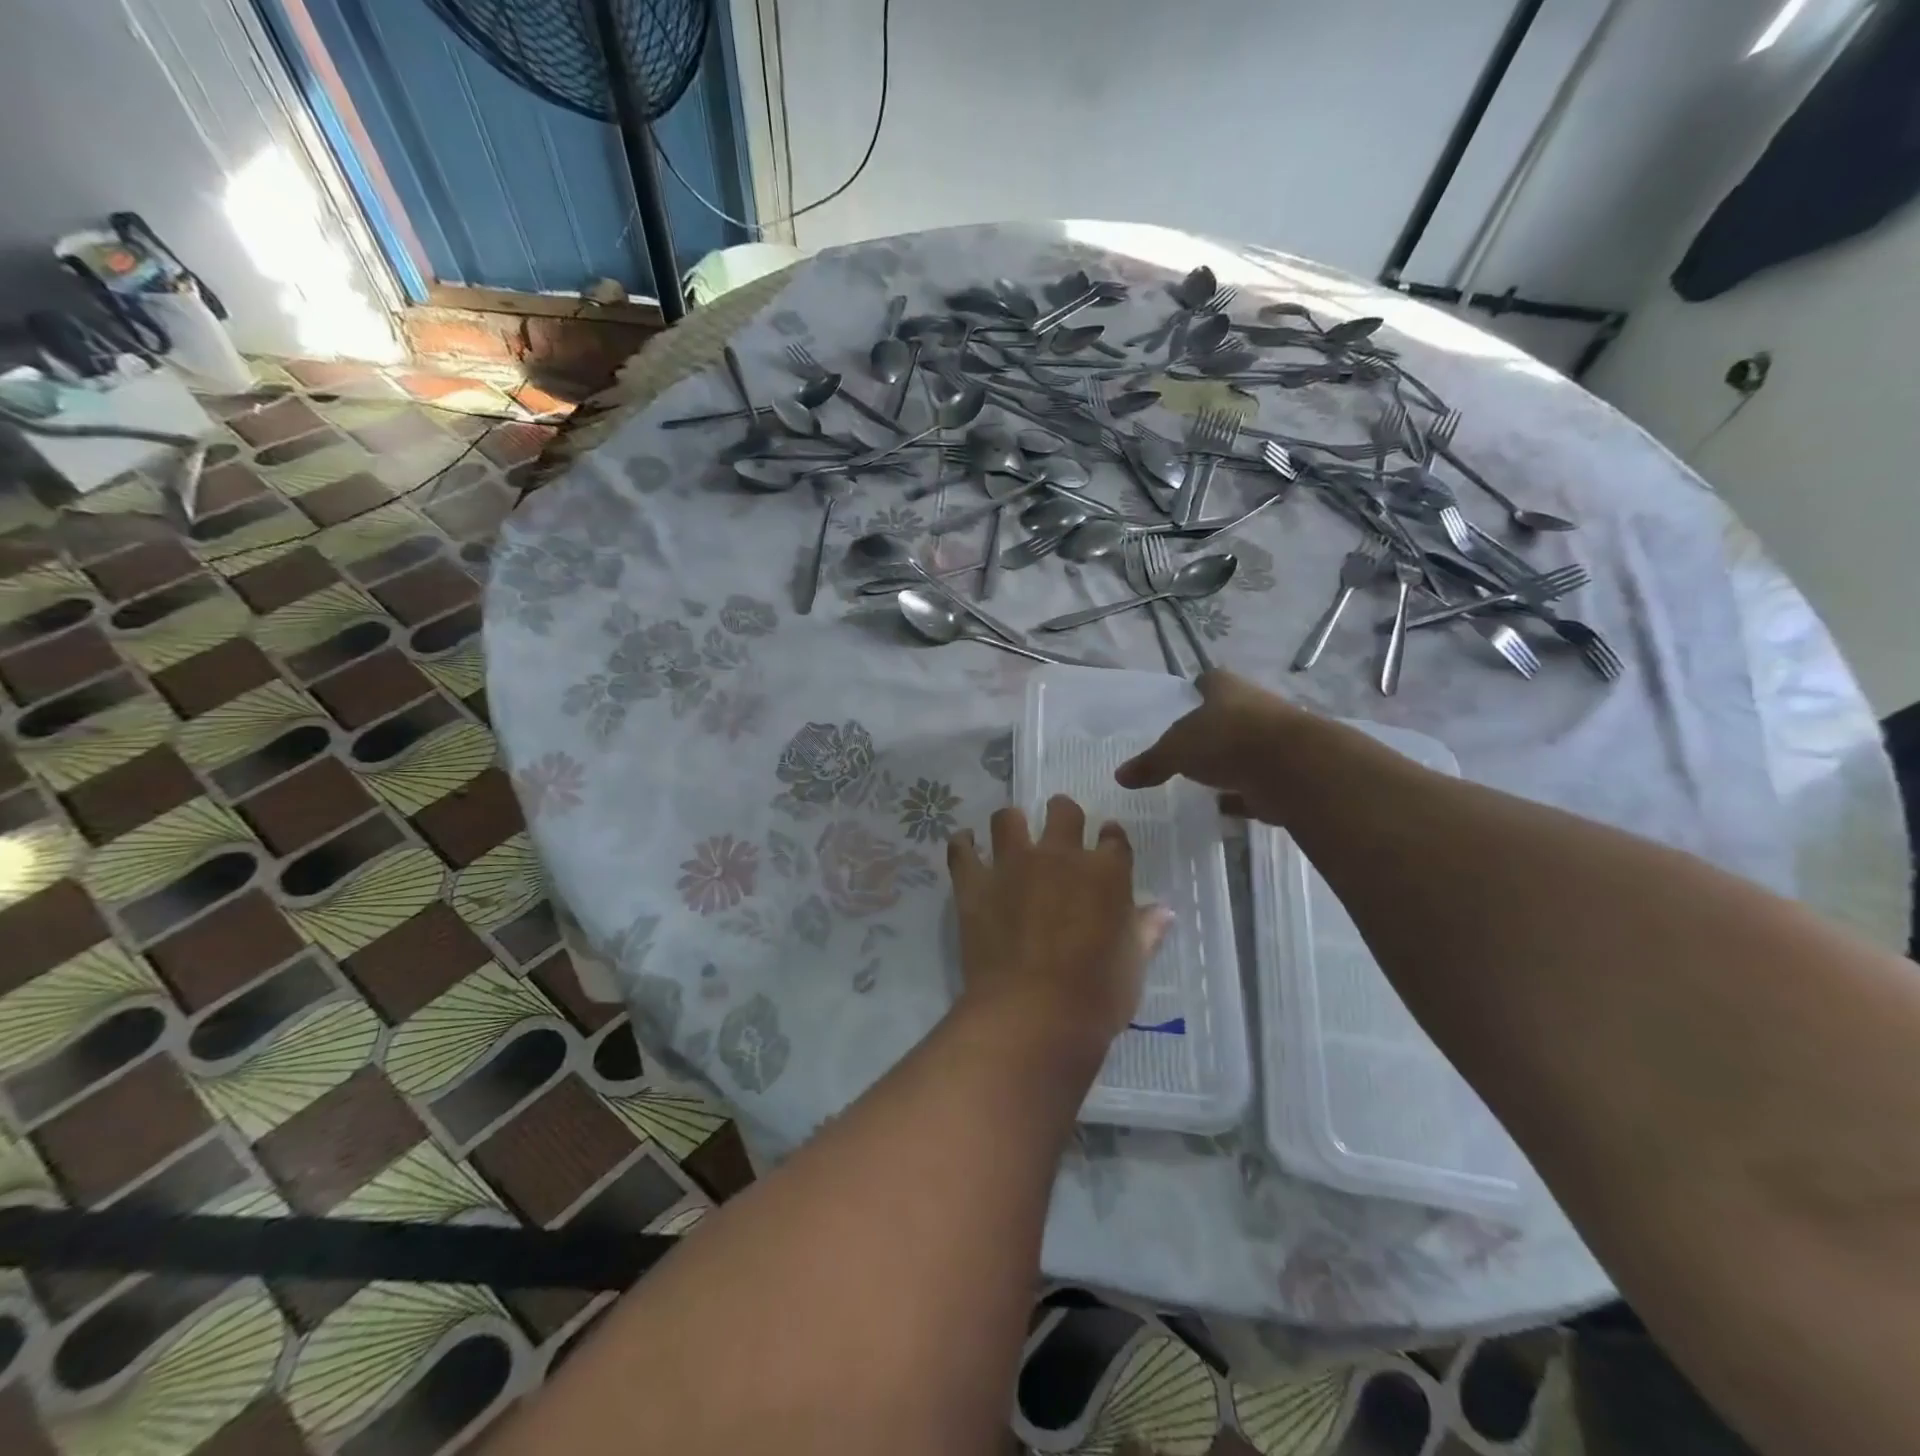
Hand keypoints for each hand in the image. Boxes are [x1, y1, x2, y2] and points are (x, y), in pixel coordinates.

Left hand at [948, 796, 1170, 1058]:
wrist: (1033, 1014)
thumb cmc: (1096, 996)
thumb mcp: (1133, 967)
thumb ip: (1145, 932)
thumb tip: (1163, 911)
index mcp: (1106, 873)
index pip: (1113, 838)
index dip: (1110, 837)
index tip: (1106, 841)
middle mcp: (1059, 856)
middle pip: (1063, 811)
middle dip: (1063, 814)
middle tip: (1059, 829)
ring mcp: (1013, 865)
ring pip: (1008, 818)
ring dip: (1011, 823)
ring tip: (1011, 836)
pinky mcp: (974, 883)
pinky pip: (962, 850)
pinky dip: (964, 845)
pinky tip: (966, 847)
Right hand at [1116, 670, 1306, 821]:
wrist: (1294, 768)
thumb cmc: (1227, 740)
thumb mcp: (1176, 750)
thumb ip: (1150, 763)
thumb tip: (1120, 775)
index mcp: (1227, 690)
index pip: (1210, 681)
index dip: (1197, 689)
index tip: (1187, 698)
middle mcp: (1255, 708)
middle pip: (1231, 713)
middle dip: (1213, 727)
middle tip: (1188, 744)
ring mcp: (1275, 741)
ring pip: (1246, 748)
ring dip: (1229, 761)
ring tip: (1203, 777)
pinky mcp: (1286, 774)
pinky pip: (1257, 783)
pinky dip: (1241, 794)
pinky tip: (1223, 806)